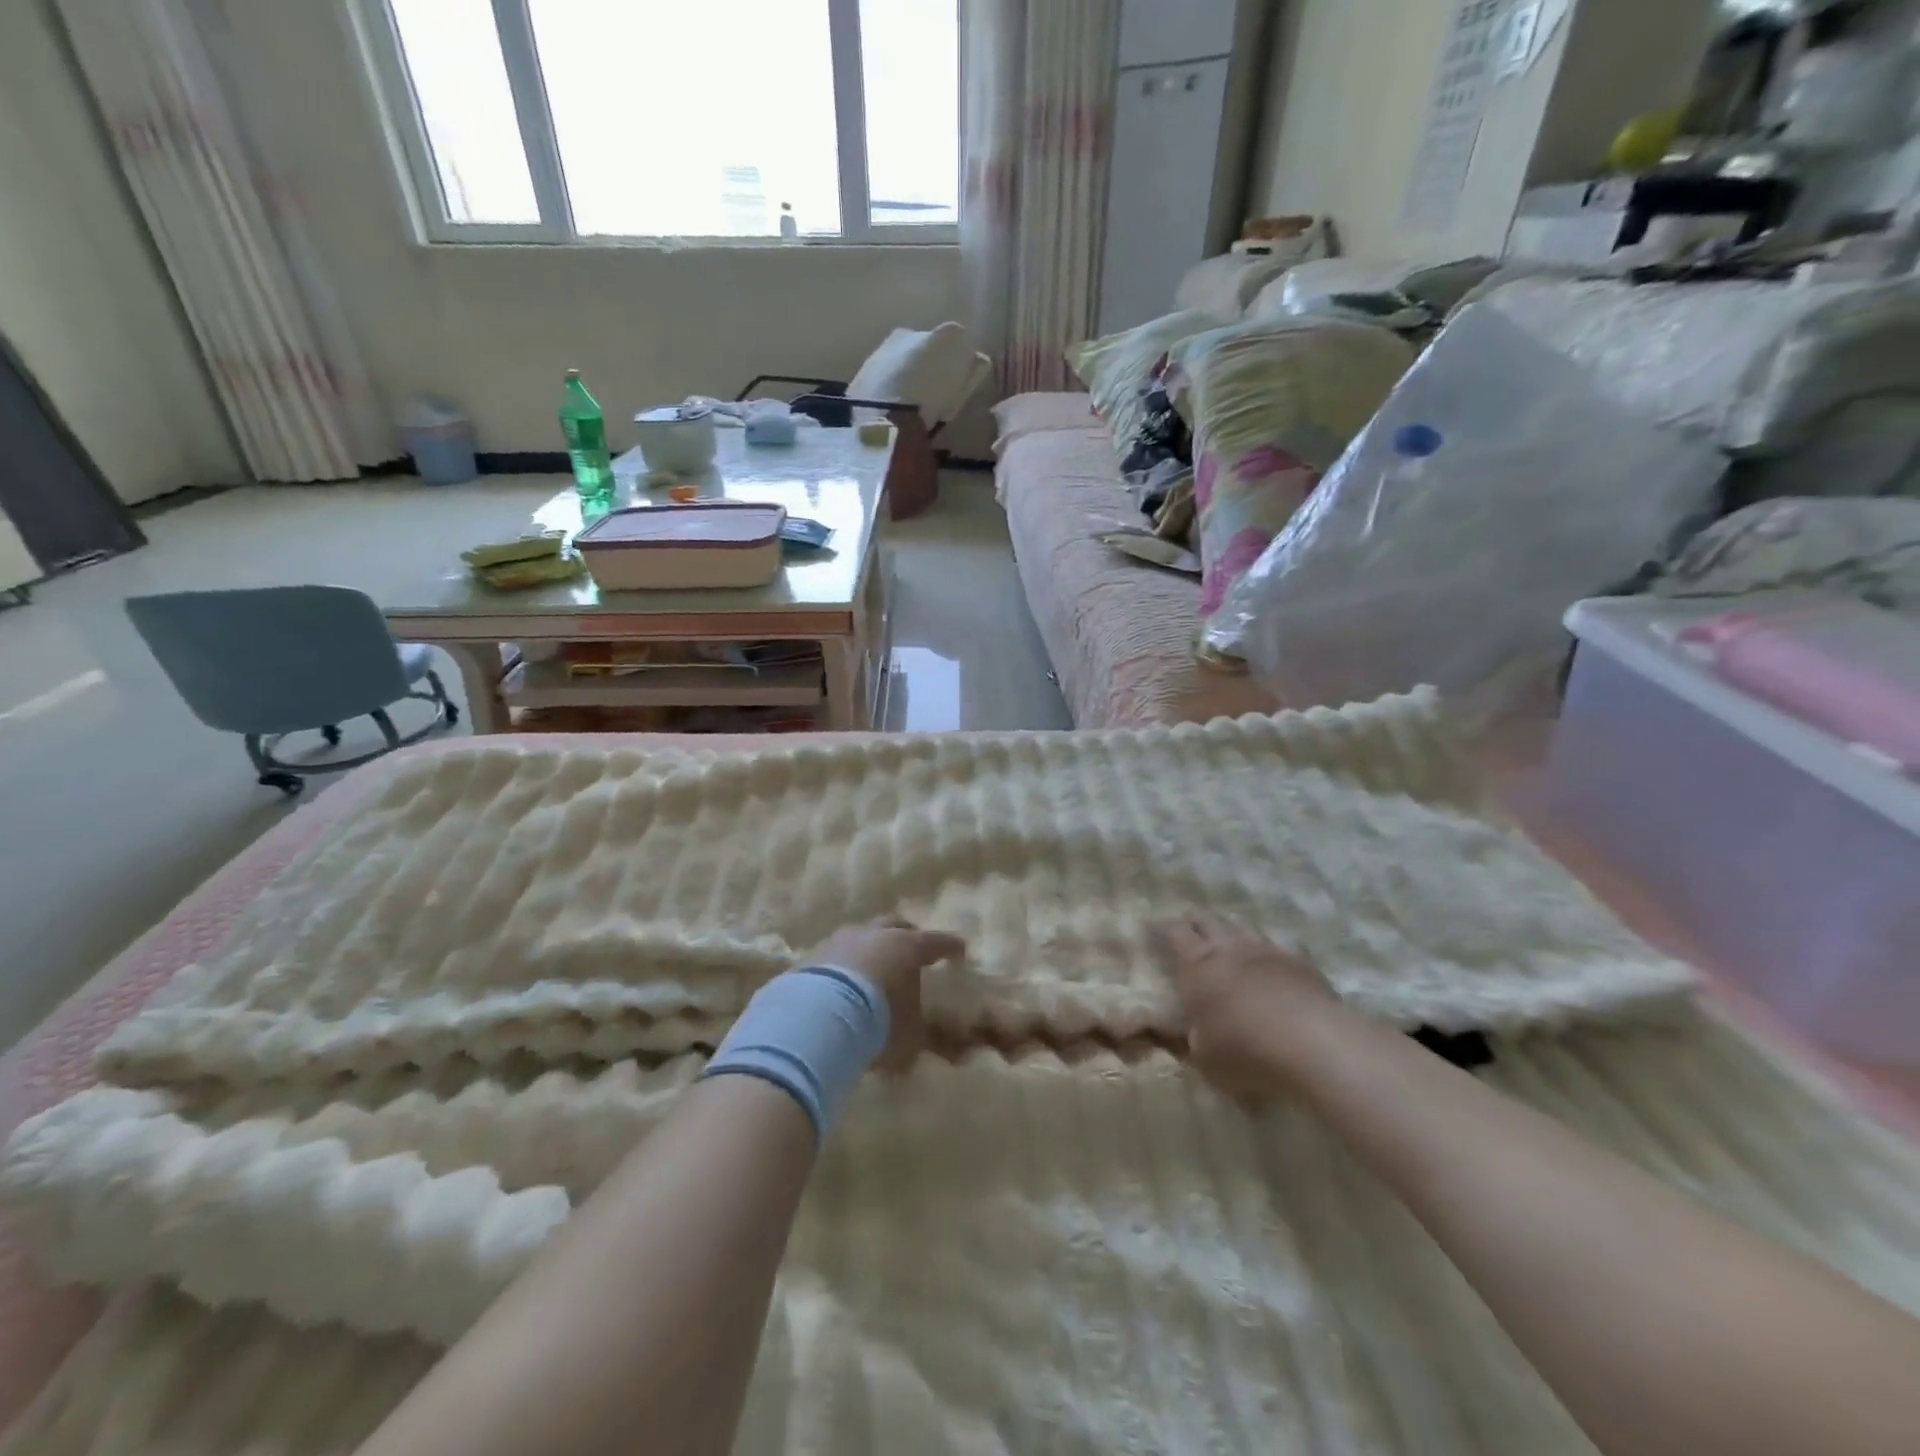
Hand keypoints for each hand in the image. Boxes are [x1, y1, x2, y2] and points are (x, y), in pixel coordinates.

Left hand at [808, 917, 965, 1068]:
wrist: (815, 1018)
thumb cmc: (878, 1023)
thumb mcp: (911, 1037)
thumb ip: (926, 1035)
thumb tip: (949, 1050)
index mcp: (906, 947)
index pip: (935, 942)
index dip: (949, 946)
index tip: (960, 948)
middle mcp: (874, 935)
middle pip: (895, 925)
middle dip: (907, 934)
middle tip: (913, 946)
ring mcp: (839, 941)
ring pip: (861, 936)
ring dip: (870, 948)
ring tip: (872, 967)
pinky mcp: (811, 957)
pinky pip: (833, 957)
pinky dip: (842, 967)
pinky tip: (840, 985)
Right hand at [1151, 916, 1342, 1097]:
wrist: (1313, 1043)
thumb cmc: (1244, 1049)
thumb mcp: (1202, 1057)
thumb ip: (1187, 1040)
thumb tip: (1175, 1032)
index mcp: (1198, 964)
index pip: (1174, 933)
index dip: (1163, 928)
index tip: (1153, 927)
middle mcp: (1230, 948)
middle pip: (1209, 921)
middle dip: (1197, 924)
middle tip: (1191, 934)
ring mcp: (1268, 951)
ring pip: (1244, 932)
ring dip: (1233, 938)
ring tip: (1231, 951)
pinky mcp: (1301, 963)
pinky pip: (1276, 952)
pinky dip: (1267, 960)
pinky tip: (1271, 975)